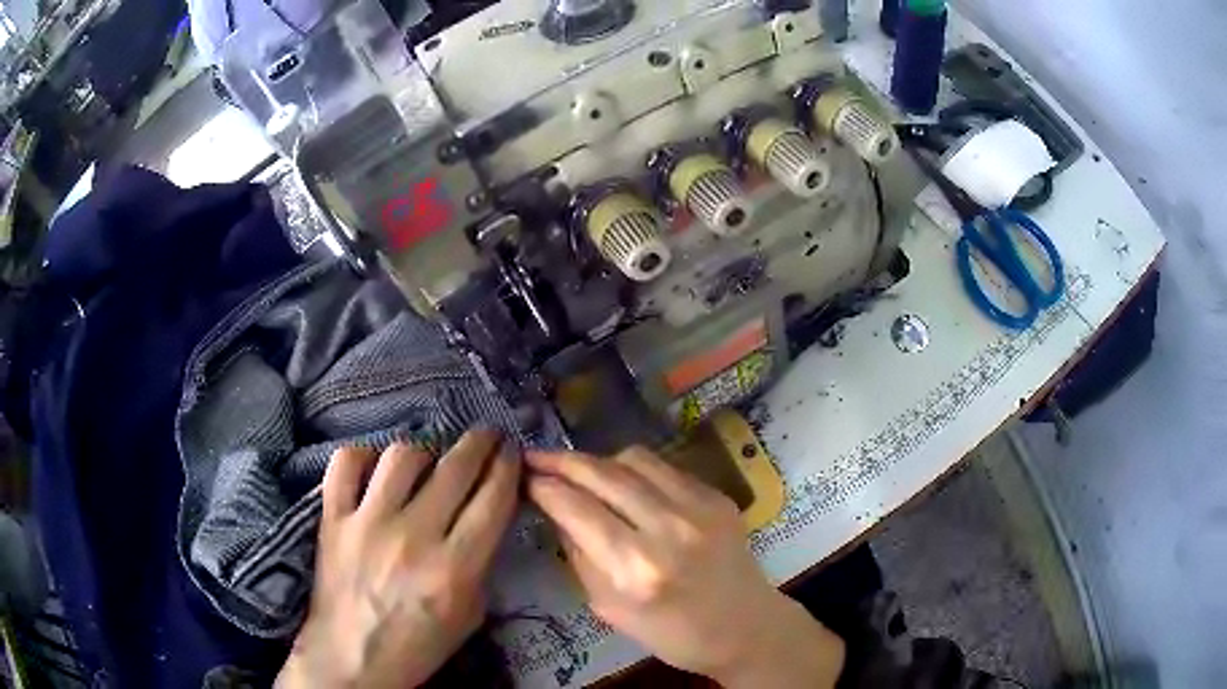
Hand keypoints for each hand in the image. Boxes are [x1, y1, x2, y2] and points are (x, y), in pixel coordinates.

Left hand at [278, 431, 520, 688]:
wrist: (353, 659)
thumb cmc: (418, 645)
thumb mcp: (470, 613)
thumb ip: (481, 561)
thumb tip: (487, 514)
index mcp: (455, 567)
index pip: (493, 497)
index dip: (508, 466)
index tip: (511, 453)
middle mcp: (413, 536)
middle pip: (456, 467)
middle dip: (480, 443)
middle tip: (486, 436)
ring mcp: (367, 522)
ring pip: (402, 455)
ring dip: (425, 451)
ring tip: (429, 460)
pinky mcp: (332, 518)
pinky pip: (346, 463)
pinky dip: (363, 457)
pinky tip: (375, 468)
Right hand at [527, 447, 844, 688]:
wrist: (745, 627)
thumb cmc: (673, 633)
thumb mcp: (609, 609)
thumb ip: (579, 557)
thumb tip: (556, 511)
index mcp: (635, 569)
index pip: (575, 509)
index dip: (543, 487)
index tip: (524, 479)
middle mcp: (667, 528)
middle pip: (601, 473)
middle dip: (561, 461)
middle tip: (536, 458)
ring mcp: (698, 506)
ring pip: (632, 459)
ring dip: (598, 461)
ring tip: (580, 472)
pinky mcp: (716, 496)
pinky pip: (664, 467)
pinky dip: (634, 470)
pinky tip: (623, 483)